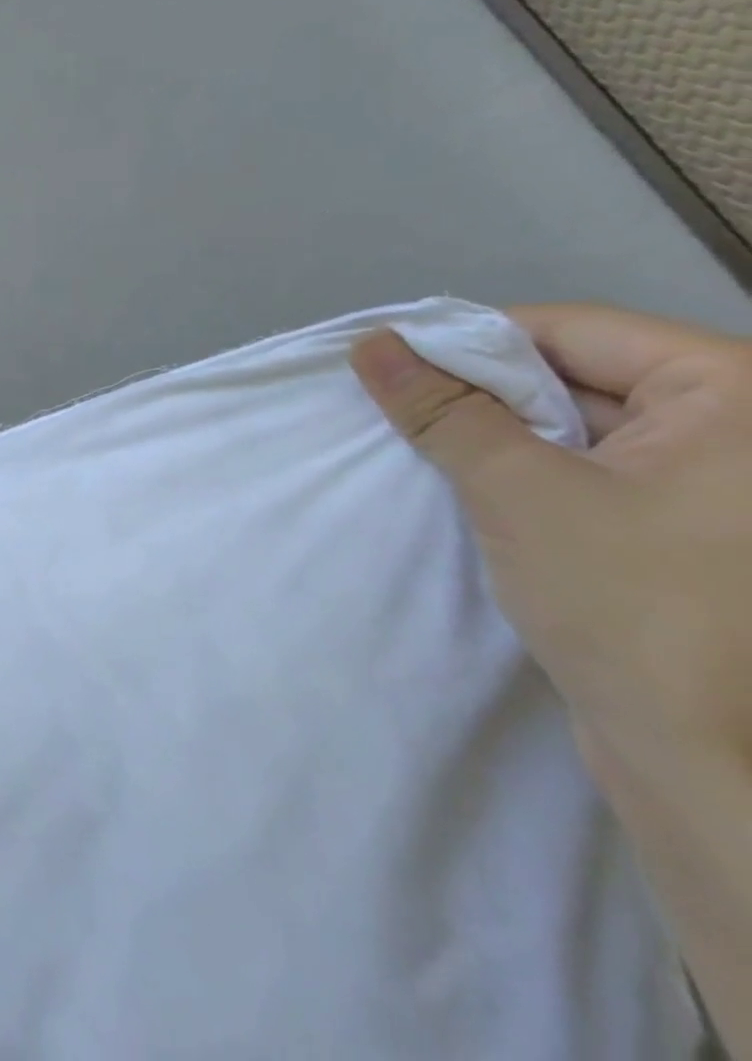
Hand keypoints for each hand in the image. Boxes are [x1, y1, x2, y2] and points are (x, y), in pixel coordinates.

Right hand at [353, 304, 751, 1060]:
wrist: (706, 758)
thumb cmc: (627, 605)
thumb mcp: (517, 490)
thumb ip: (441, 409)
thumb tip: (372, 344)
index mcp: (740, 396)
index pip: (574, 330)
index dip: (472, 341)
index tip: (391, 364)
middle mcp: (746, 428)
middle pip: (581, 372)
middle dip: (482, 389)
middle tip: (397, 407)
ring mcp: (727, 481)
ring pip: (581, 420)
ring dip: (499, 430)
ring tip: (425, 444)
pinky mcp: (697, 524)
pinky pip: (596, 463)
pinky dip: (529, 464)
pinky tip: (472, 479)